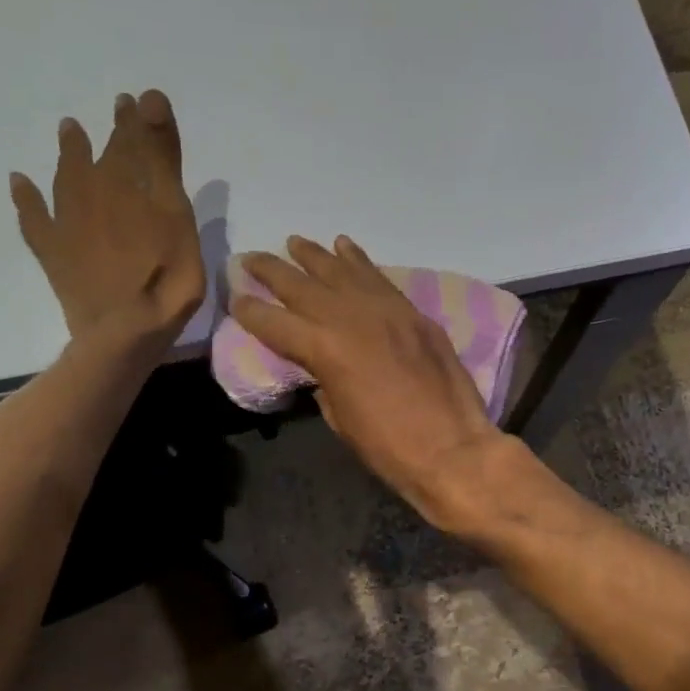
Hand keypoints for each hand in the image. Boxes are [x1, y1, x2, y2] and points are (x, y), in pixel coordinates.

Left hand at [10, 90, 204, 345]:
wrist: (123, 330)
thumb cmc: (164, 276)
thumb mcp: (175, 214)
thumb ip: (161, 158)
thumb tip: (147, 96)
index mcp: (124, 183)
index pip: (132, 142)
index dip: (136, 121)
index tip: (138, 101)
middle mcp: (90, 193)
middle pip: (102, 157)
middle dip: (112, 134)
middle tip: (117, 111)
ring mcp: (66, 223)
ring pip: (66, 177)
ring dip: (70, 153)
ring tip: (69, 130)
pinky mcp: (53, 252)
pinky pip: (33, 218)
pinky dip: (26, 198)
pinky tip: (19, 183)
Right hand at [233, 237, 510, 520]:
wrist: (453, 448)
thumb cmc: (389, 448)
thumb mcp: (341, 419)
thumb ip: (324, 382)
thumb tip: (319, 366)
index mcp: (325, 349)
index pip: (277, 323)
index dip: (252, 312)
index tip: (236, 297)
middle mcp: (352, 318)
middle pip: (303, 286)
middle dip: (272, 271)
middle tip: (251, 258)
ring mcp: (386, 310)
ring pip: (342, 272)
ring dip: (314, 255)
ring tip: (294, 242)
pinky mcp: (413, 313)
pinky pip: (379, 278)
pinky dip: (359, 260)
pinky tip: (344, 246)